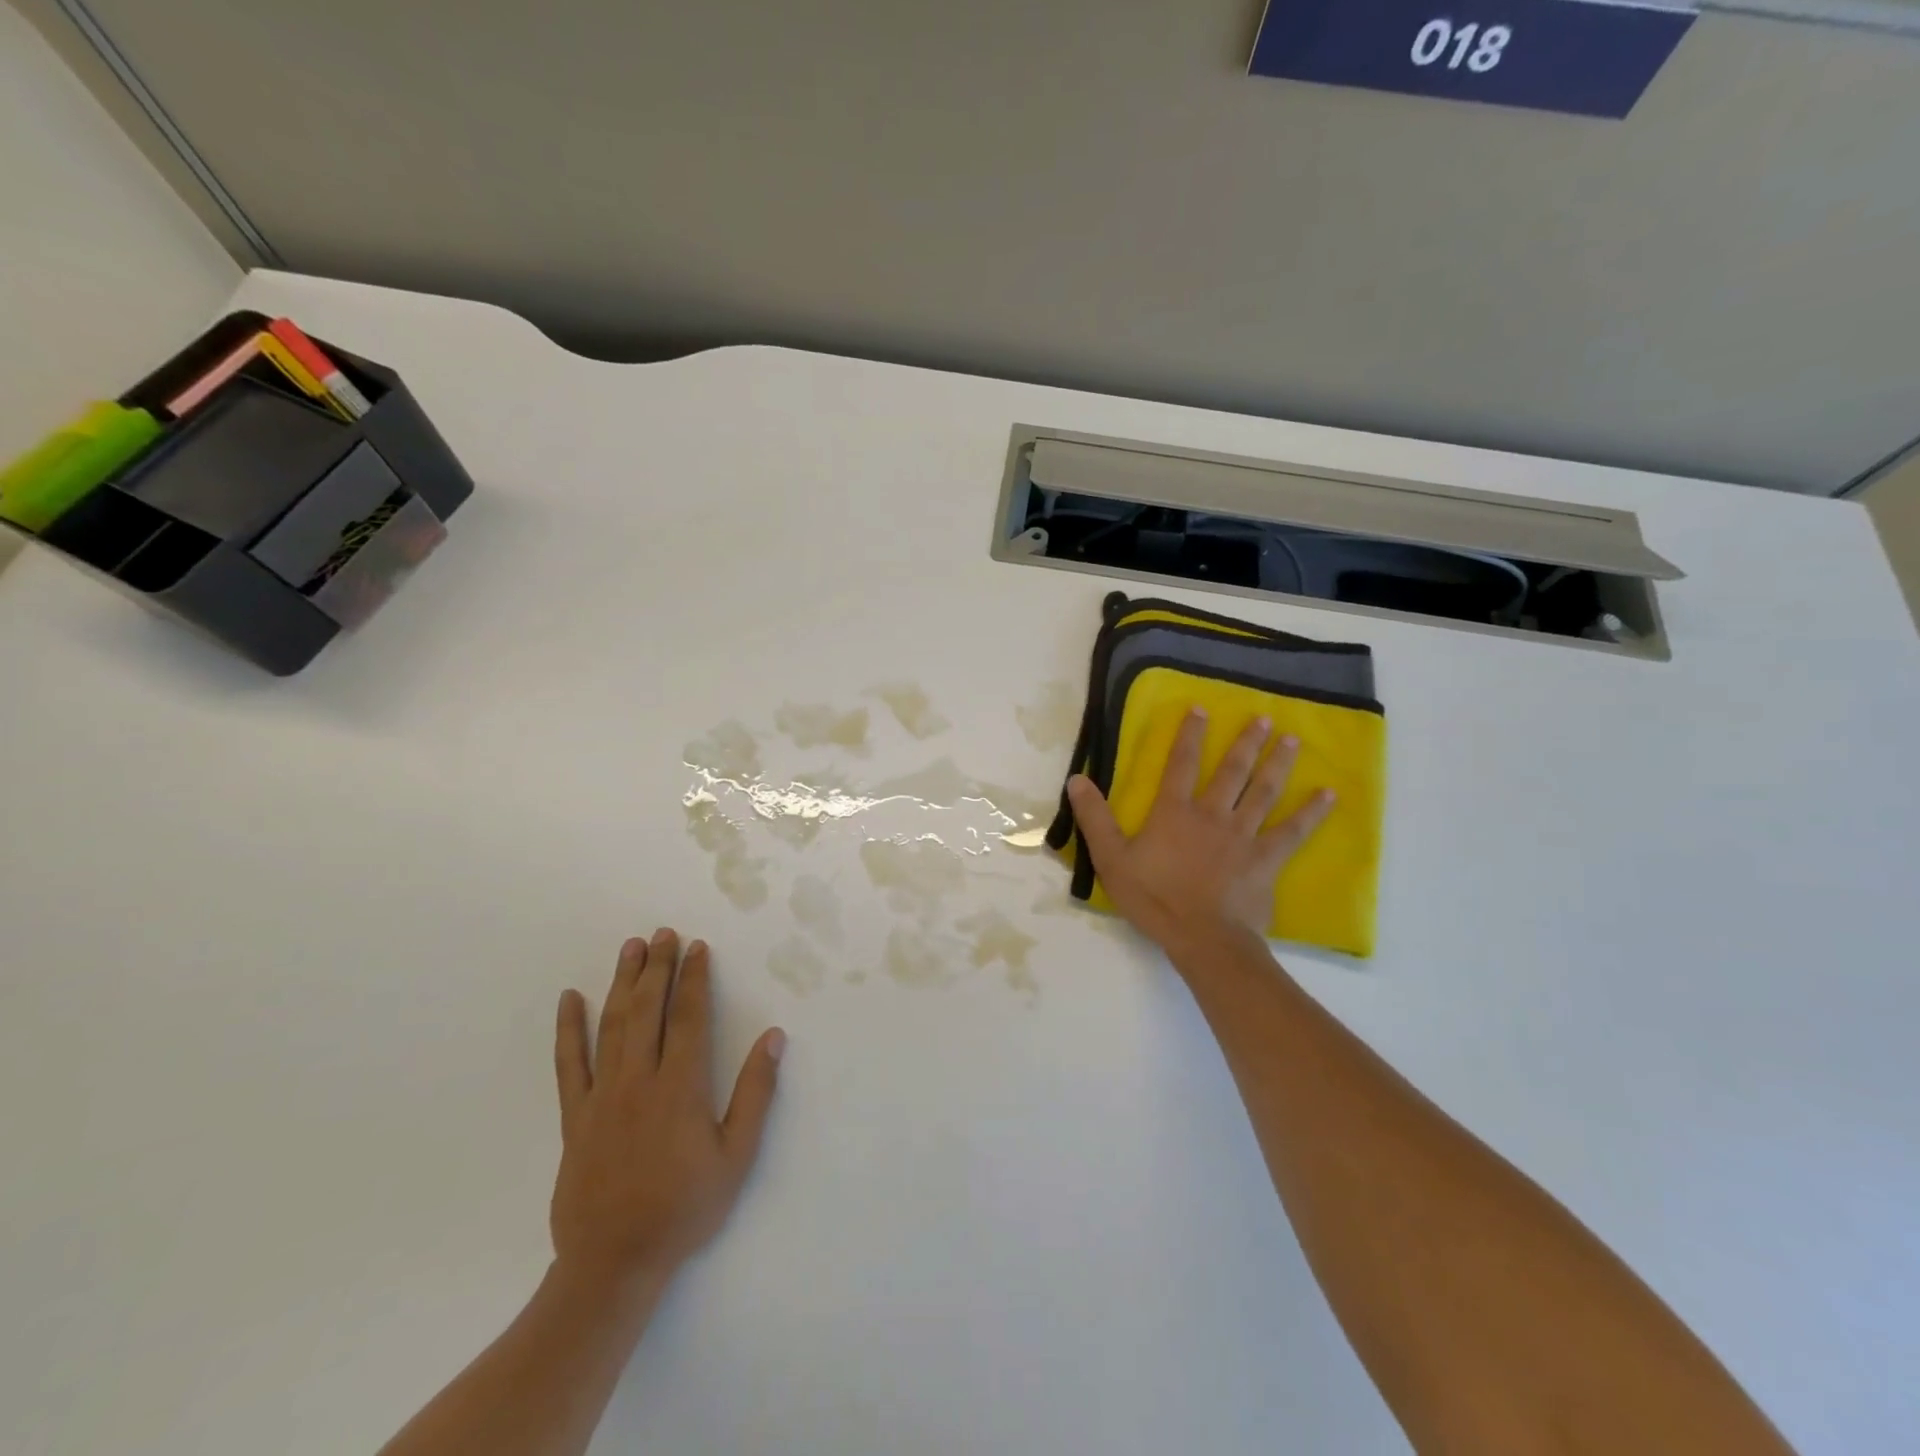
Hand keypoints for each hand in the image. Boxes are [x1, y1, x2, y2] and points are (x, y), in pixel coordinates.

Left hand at [549, 929, 785, 1296]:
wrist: (614, 1263)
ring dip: (623, 982)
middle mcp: (639, 1080)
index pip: (688, 1017)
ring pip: (612, 1025)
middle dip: (658, 967)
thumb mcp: (736, 1156)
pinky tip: (570, 999)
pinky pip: (568, 1064)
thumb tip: (773, 1038)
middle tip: (664, 933)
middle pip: (649, 1010)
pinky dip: (568, 1029)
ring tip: (631, 948)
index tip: (698, 948)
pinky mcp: (575, 1116)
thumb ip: (755, 1094)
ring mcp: (602, 1096)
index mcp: (680, 1086)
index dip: (694, 979)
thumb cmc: (684, 1208)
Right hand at [1067, 709, 1333, 953]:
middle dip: (1246, 743)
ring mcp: (1243, 836)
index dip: (1189, 736)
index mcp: (1174, 812)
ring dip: (1277, 764)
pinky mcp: (1266, 859)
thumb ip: (1094, 818)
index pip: (1181, 765)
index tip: (1201, 709)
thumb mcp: (1111, 858)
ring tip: (1292, 740)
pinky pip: (1292, 831)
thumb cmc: (1153, 897)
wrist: (1202, 937)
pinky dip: (1311, 813)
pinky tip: (1328, 795)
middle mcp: (1212, 815)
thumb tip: (1077, 779)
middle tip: (1263, 718)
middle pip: (1231, 772)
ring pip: (1263, 792)